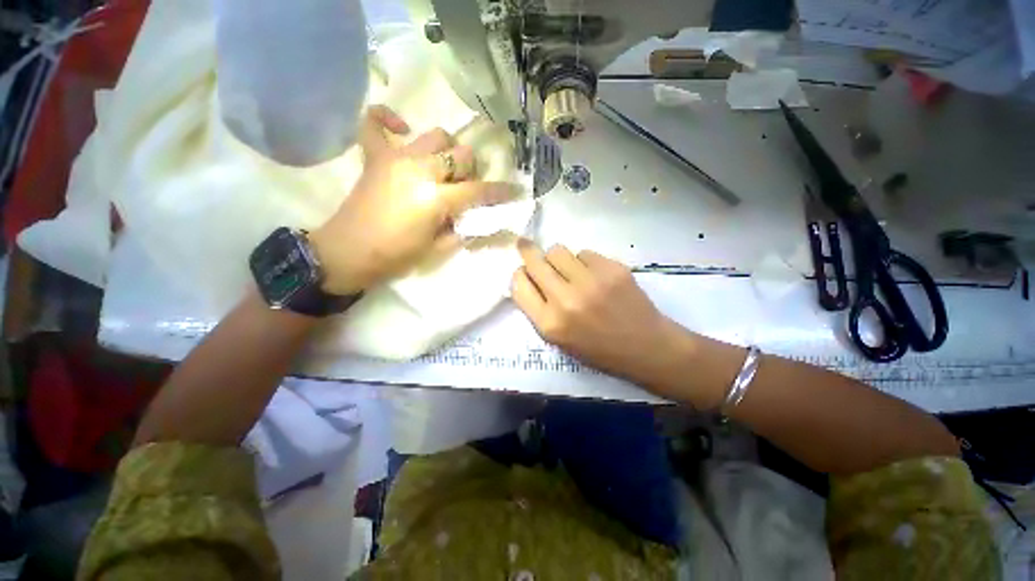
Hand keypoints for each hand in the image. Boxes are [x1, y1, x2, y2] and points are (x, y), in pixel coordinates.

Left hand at [311, 105, 515, 294]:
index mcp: (437, 198)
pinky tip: (401, 130)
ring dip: (447, 150)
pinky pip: (375, 123)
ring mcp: (396, 157)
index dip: (500, 191)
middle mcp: (420, 169)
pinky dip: (388, 120)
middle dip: (471, 171)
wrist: (349, 252)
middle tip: (465, 187)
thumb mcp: (438, 248)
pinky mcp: (375, 156)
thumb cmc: (397, 256)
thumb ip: (463, 228)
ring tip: (442, 167)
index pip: (478, 190)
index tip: (514, 190)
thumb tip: (479, 216)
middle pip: (461, 154)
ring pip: (436, 135)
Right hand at [512, 242, 697, 392]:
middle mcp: (566, 300)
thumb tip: (526, 276)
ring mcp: (591, 282)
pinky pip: (585, 253)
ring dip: (558, 258)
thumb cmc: (598, 349)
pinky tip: (595, 276)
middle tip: (530, 248)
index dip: (519, 275)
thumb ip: (538, 309)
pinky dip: (585, 262)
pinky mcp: (612, 269)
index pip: (518, 285)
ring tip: (570, 271)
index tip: (525, 272)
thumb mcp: (558, 339)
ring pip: (558, 250)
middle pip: (535, 261)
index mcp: (550, 324)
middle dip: (530, 253)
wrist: (645, 347)